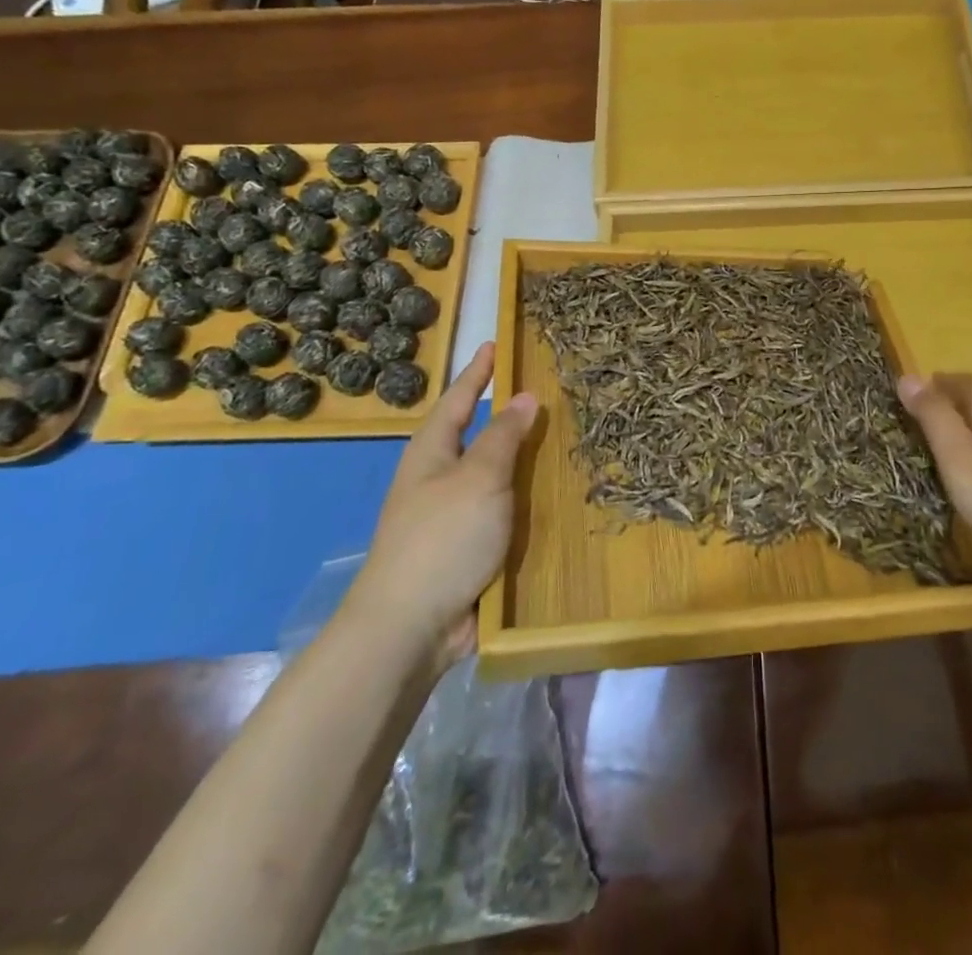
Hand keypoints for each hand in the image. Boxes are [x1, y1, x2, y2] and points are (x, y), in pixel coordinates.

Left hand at [344, 342, 537, 665]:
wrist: (410, 628)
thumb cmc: (442, 539)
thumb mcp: (479, 477)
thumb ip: (504, 436)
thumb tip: (524, 396)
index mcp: (431, 453)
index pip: (458, 399)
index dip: (478, 372)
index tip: (495, 344)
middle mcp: (438, 479)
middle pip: (476, 436)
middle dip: (506, 415)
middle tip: (545, 391)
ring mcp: (452, 516)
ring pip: (494, 475)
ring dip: (523, 460)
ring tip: (562, 439)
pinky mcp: (468, 549)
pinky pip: (503, 512)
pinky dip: (527, 500)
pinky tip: (556, 498)